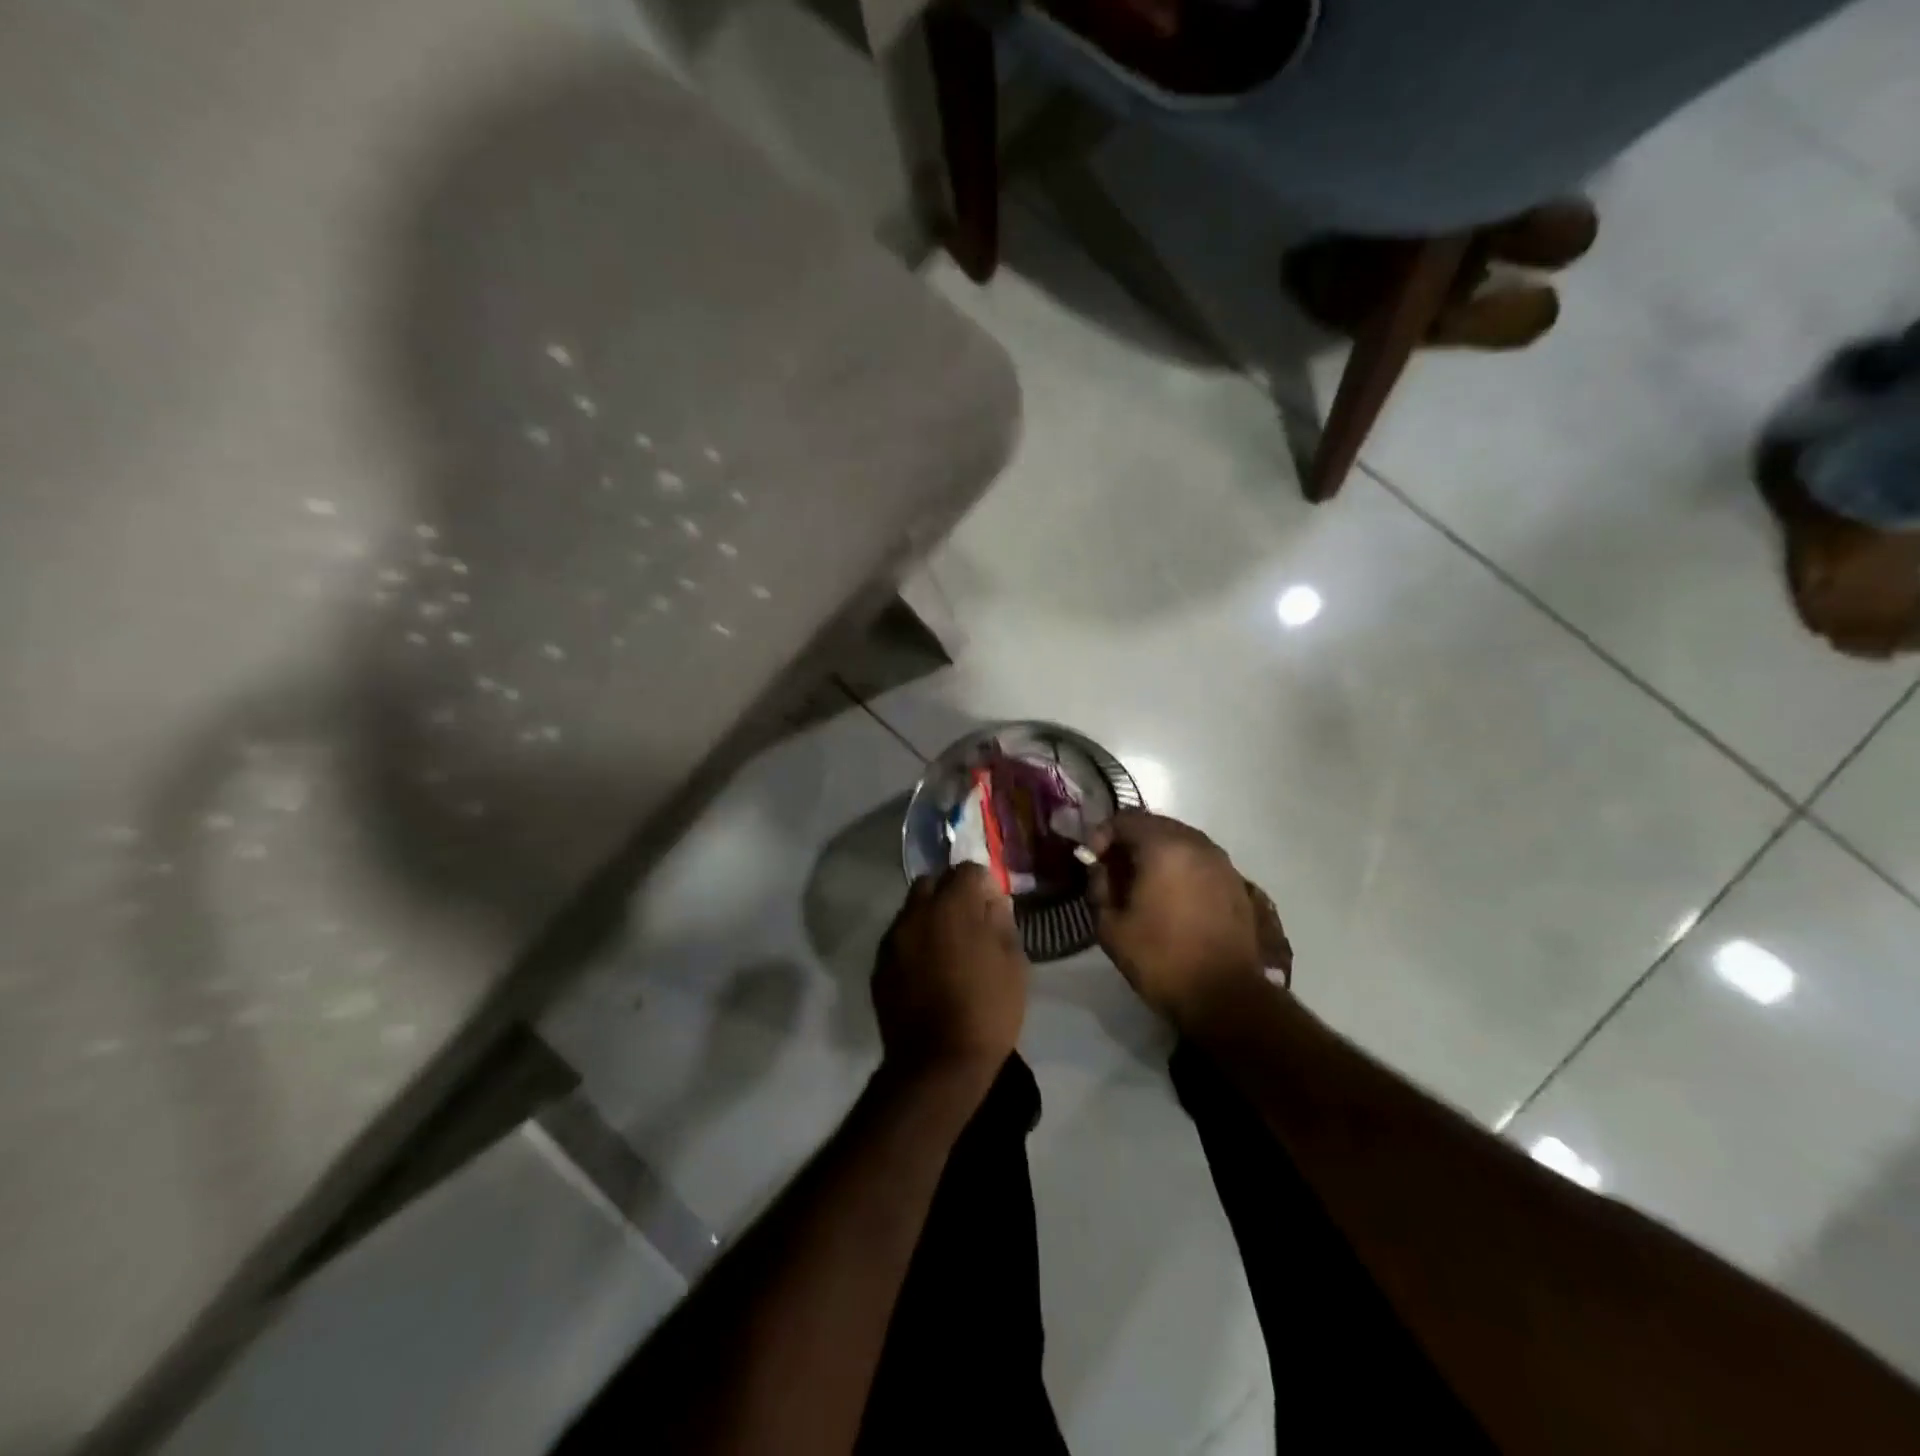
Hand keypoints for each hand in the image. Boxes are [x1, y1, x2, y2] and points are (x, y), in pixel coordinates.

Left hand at [873, 864, 1028, 1071]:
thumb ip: (1001, 923)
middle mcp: (917, 912)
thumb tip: (992, 902)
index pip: (967, 870)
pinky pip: (899, 939)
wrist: (937, 1063)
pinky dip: (914, 943)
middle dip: (950, 892)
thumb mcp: (1013, 965)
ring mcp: (893, 939)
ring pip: (912, 910)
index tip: (992, 906)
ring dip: (929, 917)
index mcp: (953, 906)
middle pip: (932, 882)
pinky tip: (928, 970)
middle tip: (968, 921)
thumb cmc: (987, 1011)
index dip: (982, 884)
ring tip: (947, 947)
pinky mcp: (879, 965)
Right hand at [1087, 811, 1290, 1024]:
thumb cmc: (1161, 959)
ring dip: (1155, 851)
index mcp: (1163, 847)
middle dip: (1129, 840)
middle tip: (1112, 868)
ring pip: (1179, 839)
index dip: (1102, 834)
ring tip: (1140, 881)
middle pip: (1154, 824)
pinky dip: (1179, 865)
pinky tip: (1169, 894)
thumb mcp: (1111, 926)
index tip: (1091, 860)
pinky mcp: (1235, 881)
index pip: (1125, 819)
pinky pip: (1198, 858)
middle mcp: (1195, 843)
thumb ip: (1098, 887)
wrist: (1225, 995)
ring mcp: (1220, 861)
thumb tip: (1099, 868)